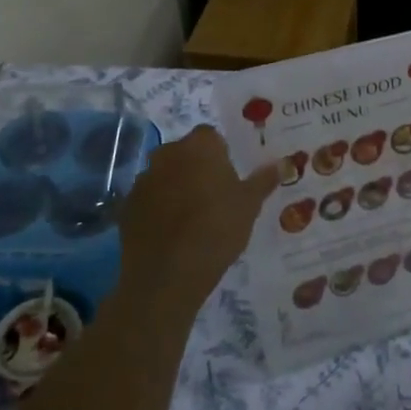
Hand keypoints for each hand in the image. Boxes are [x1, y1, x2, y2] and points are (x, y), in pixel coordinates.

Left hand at [116, 125, 277, 315]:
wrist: (168, 274)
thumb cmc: (217, 229)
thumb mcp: (249, 205)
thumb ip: (264, 180)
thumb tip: (283, 162)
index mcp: (199, 146)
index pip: (211, 136)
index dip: (220, 154)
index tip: (229, 178)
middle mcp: (167, 153)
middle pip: (185, 153)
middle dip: (196, 168)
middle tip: (214, 197)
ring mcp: (143, 179)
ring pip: (165, 175)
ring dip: (175, 187)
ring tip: (191, 218)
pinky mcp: (126, 205)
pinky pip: (148, 199)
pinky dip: (157, 208)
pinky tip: (170, 233)